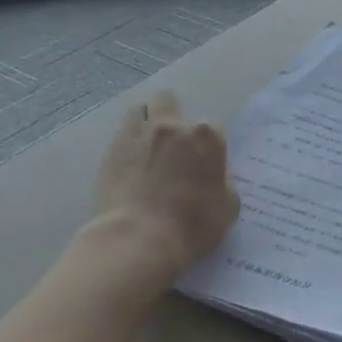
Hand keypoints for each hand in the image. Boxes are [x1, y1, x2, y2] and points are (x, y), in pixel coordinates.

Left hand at [86, 90, 237, 286]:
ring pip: (141, 110)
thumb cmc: (192, 225)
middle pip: (169, 102)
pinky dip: (128, 140)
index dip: (206, 146)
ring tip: (147, 145)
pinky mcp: (113, 148)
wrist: (140, 239)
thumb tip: (213, 177)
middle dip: (171, 116)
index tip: (202, 164)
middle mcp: (173, 126)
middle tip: (172, 144)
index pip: (211, 129)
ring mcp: (140, 133)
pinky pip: (123, 131)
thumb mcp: (228, 206)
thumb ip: (223, 182)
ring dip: (146, 121)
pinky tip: (130, 160)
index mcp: (207, 137)